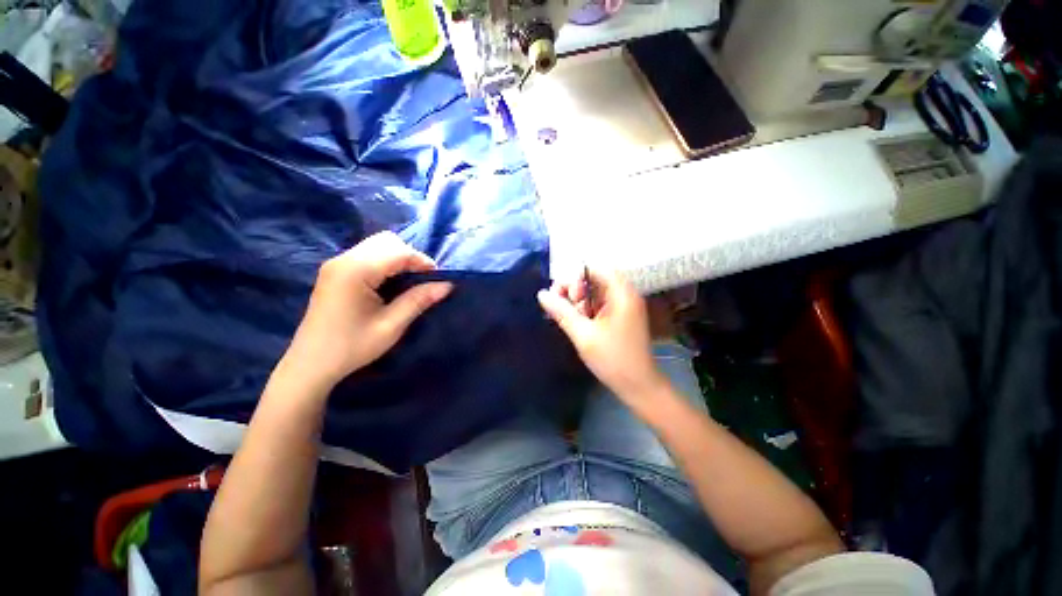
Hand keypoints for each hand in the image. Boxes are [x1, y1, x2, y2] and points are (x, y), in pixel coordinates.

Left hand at [282, 232, 452, 389]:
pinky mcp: (335, 271)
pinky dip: (386, 262)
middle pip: (387, 241)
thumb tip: (447, 285)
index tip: (437, 280)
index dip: (423, 262)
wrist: (311, 364)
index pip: (398, 252)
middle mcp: (343, 259)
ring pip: (378, 245)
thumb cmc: (352, 347)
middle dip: (411, 257)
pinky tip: (391, 283)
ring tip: (409, 282)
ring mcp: (337, 263)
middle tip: (422, 281)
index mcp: (355, 271)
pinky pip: (368, 254)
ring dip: (399, 258)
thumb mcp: (391, 326)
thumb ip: (418, 300)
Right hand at [537, 270, 665, 406]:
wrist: (639, 386)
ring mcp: (624, 306)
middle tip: (563, 308)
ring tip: (569, 319)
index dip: (576, 277)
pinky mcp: (621, 317)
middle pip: (595, 279)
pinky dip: (586, 310)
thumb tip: (541, 294)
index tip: (565, 297)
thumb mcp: (583, 335)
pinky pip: (599, 304)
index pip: (596, 269)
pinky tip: (577, 323)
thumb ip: (562, 312)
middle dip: (575, 291)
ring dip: (579, 302)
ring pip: (595, 292)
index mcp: (621, 294)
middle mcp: (625, 294)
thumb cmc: (613, 360)